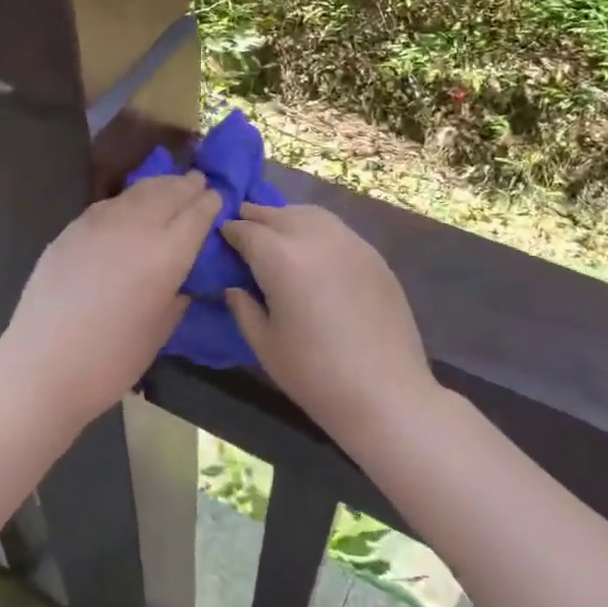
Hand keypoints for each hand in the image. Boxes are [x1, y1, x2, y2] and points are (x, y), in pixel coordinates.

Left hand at [2, 172, 222, 423]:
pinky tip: (131, 205)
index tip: (218, 197)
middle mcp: (137, 226)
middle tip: (199, 180)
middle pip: (169, 192)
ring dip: (160, 185)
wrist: (43, 364)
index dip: (210, 203)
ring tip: (170, 184)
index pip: (197, 213)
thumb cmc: (111, 359)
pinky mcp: (73, 228)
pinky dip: (129, 198)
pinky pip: (110, 203)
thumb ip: (177, 293)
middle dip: (188, 185)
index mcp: (167, 253)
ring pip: (138, 191)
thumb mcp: (161, 329)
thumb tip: (184, 277)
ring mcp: (100, 223)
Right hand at [222, 203, 437, 440]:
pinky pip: (337, 230)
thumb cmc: (314, 374)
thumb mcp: (264, 344)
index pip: (246, 231)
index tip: (222, 237)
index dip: (230, 232)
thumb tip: (234, 287)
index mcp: (280, 257)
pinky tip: (314, 251)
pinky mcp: (373, 255)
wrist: (385, 392)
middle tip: (244, 228)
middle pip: (278, 214)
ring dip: (288, 217)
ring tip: (278, 233)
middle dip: (256, 217)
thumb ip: (244, 307)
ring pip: (310, 214)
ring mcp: (349, 242)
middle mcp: (314, 238)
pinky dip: (316, 230)